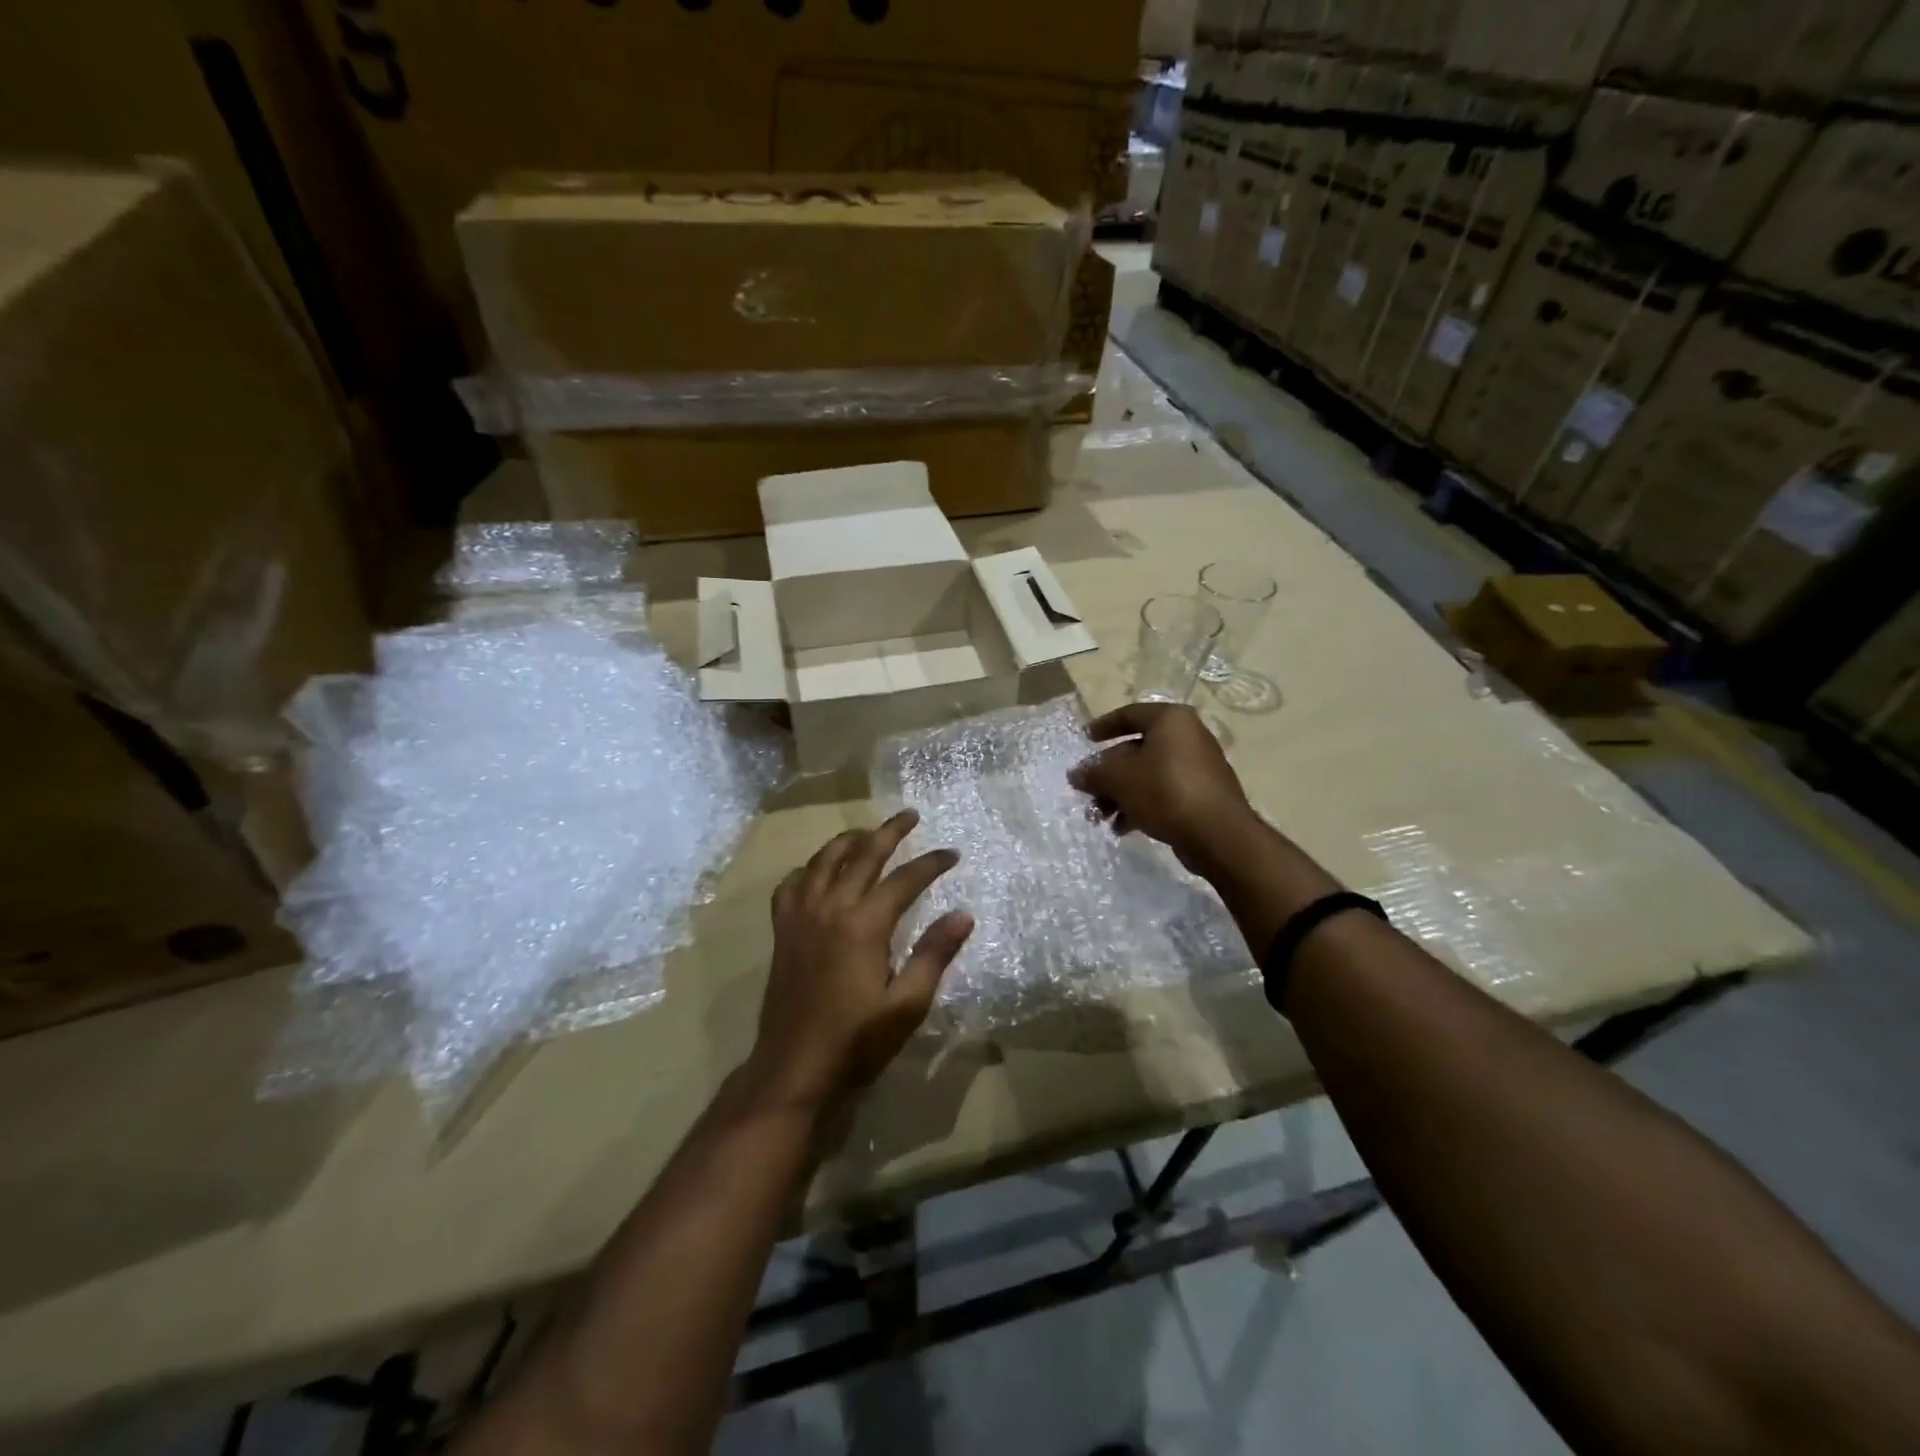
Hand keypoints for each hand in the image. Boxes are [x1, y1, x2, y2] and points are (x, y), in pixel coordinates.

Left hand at [750, 810, 973, 1112]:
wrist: (795, 1069)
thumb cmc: (857, 1041)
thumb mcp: (908, 1004)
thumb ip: (935, 954)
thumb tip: (964, 914)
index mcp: (864, 924)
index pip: (905, 879)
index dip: (932, 863)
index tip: (952, 854)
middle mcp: (830, 908)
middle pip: (862, 855)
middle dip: (889, 832)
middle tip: (910, 816)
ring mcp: (800, 916)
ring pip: (823, 860)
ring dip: (849, 840)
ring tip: (868, 832)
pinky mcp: (782, 931)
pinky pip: (792, 884)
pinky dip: (809, 868)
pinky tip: (819, 872)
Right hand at [1069, 702, 1255, 872]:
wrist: (1218, 834)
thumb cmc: (1165, 791)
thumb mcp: (1119, 780)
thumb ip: (1094, 773)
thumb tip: (1075, 774)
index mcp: (1171, 720)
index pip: (1130, 714)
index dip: (1103, 726)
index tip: (1085, 739)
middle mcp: (1188, 736)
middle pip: (1137, 749)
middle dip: (1108, 773)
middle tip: (1087, 791)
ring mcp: (1198, 766)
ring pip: (1148, 774)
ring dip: (1121, 794)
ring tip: (1101, 817)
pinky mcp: (1203, 794)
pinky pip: (1165, 792)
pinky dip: (1142, 805)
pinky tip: (1124, 828)